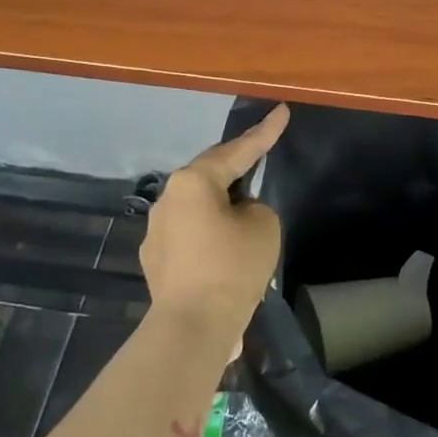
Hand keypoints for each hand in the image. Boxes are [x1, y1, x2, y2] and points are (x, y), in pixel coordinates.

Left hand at [140, 104, 289, 340]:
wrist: (193, 325)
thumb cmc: (233, 266)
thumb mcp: (264, 225)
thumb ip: (254, 207)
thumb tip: (237, 213)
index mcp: (193, 182)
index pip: (237, 150)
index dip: (264, 132)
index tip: (281, 111)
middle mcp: (168, 199)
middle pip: (211, 176)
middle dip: (237, 169)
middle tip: (260, 158)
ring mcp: (156, 231)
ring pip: (198, 208)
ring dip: (222, 208)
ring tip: (245, 221)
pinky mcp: (156, 260)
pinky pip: (190, 236)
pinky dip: (210, 238)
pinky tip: (225, 256)